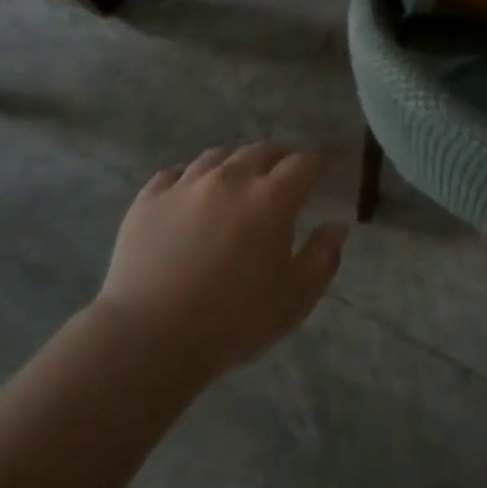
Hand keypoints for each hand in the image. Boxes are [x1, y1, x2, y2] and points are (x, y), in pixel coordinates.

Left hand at [96, 143, 348, 376]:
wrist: (150, 337)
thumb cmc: (234, 320)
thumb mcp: (296, 297)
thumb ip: (323, 255)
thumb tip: (337, 224)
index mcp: (271, 198)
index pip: (304, 163)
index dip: (317, 163)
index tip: (323, 171)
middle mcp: (231, 178)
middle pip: (261, 150)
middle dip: (279, 157)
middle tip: (284, 174)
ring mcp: (186, 184)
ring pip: (218, 155)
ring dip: (236, 162)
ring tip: (239, 178)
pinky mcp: (149, 199)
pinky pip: (175, 173)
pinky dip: (191, 176)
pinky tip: (191, 192)